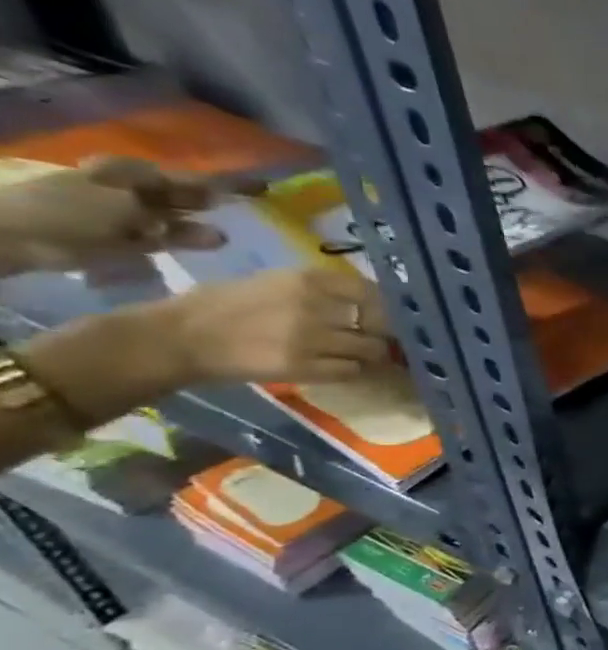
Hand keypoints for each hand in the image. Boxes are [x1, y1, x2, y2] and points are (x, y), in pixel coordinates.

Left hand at [0, 157, 239, 272]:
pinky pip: (166, 238)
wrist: (15, 238)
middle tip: (258, 209)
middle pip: (183, 195)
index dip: (227, 181)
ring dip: (202, 226)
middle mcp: (134, 190)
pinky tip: (208, 247)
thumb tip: (220, 200)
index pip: (190, 176)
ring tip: (232, 237)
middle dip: (215, 201)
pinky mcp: (127, 240)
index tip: (264, 186)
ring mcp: (129, 216)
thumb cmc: (70, 212)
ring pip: (177, 218)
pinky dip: (186, 241)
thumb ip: (175, 205)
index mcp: (132, 174)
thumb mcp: (128, 203)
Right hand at [157, 266, 390, 384]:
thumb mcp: (273, 283)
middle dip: (385, 332)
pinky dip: (352, 370)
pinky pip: (351, 370)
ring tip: (361, 355)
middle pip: (380, 323)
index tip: (389, 315)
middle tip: (383, 339)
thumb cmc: (221, 305)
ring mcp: (311, 338)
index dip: (387, 306)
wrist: (177, 337)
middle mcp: (314, 306)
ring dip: (371, 354)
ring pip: (371, 349)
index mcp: (306, 279)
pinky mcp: (304, 367)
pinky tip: (341, 367)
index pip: (371, 291)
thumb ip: (319, 290)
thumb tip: (365, 302)